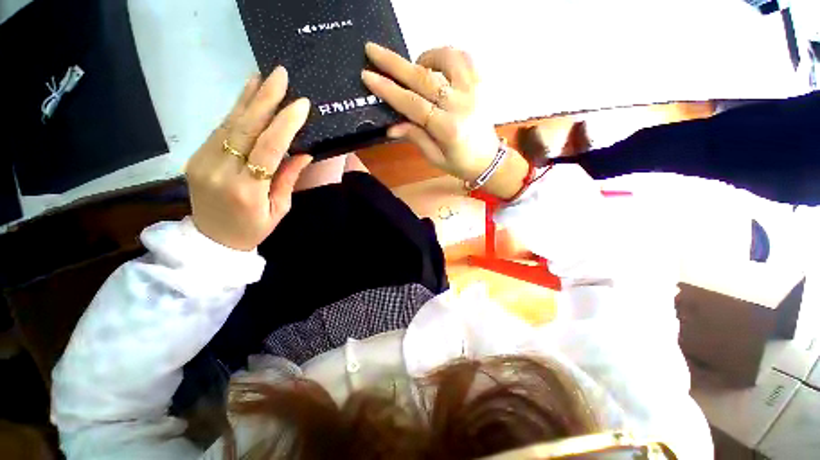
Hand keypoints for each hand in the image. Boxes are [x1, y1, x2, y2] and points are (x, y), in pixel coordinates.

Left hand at [186, 67, 312, 250]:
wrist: (211, 241)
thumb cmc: (253, 229)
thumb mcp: (279, 210)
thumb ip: (288, 179)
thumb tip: (303, 151)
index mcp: (247, 190)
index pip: (268, 149)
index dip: (284, 124)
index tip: (301, 104)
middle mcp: (221, 171)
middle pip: (244, 128)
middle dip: (265, 99)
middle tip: (280, 75)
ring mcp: (203, 161)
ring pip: (229, 123)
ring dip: (248, 98)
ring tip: (263, 77)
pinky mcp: (196, 156)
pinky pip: (219, 130)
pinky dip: (235, 110)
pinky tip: (247, 96)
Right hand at [361, 44, 500, 183]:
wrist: (488, 159)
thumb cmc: (460, 163)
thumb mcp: (434, 157)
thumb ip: (415, 137)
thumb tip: (391, 126)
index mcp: (447, 129)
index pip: (412, 104)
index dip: (389, 90)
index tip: (368, 76)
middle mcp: (460, 105)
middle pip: (423, 78)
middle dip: (394, 63)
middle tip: (373, 51)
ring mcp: (473, 90)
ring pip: (445, 59)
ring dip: (423, 58)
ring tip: (415, 67)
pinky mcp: (481, 83)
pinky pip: (463, 57)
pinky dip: (446, 55)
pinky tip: (437, 65)